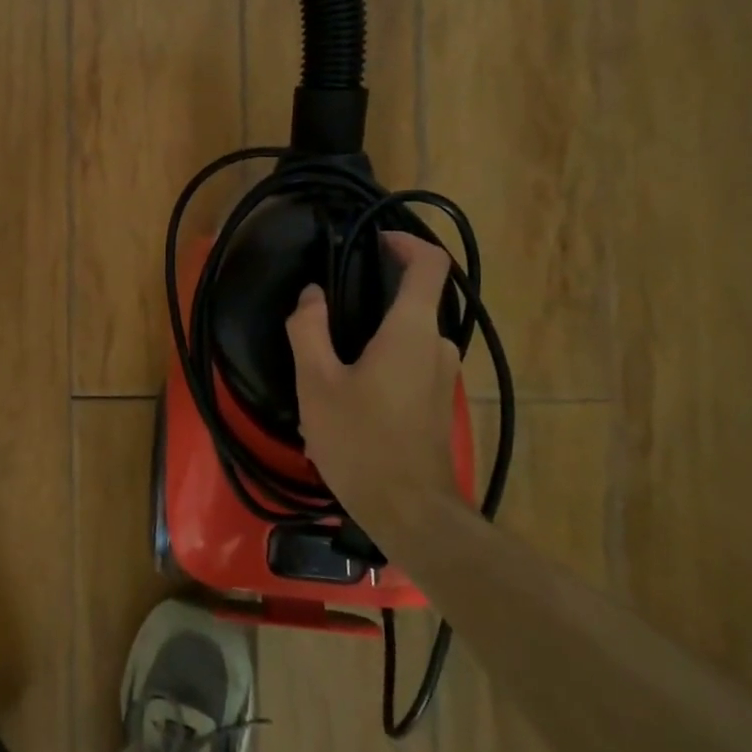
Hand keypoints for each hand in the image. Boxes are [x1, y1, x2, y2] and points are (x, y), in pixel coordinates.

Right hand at [285, 233, 463, 522]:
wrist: (410, 511)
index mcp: (411, 330)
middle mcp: (436, 346)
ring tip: (327, 369)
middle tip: (326, 317)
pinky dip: (379, 365)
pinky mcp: (438, 403)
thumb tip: (311, 296)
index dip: (406, 242)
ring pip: (405, 338)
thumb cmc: (360, 440)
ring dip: (370, 340)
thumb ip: (309, 329)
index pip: (430, 264)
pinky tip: (346, 400)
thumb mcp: (317, 382)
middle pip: (412, 301)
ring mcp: (442, 377)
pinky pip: (409, 365)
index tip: (374, 240)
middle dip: (371, 300)